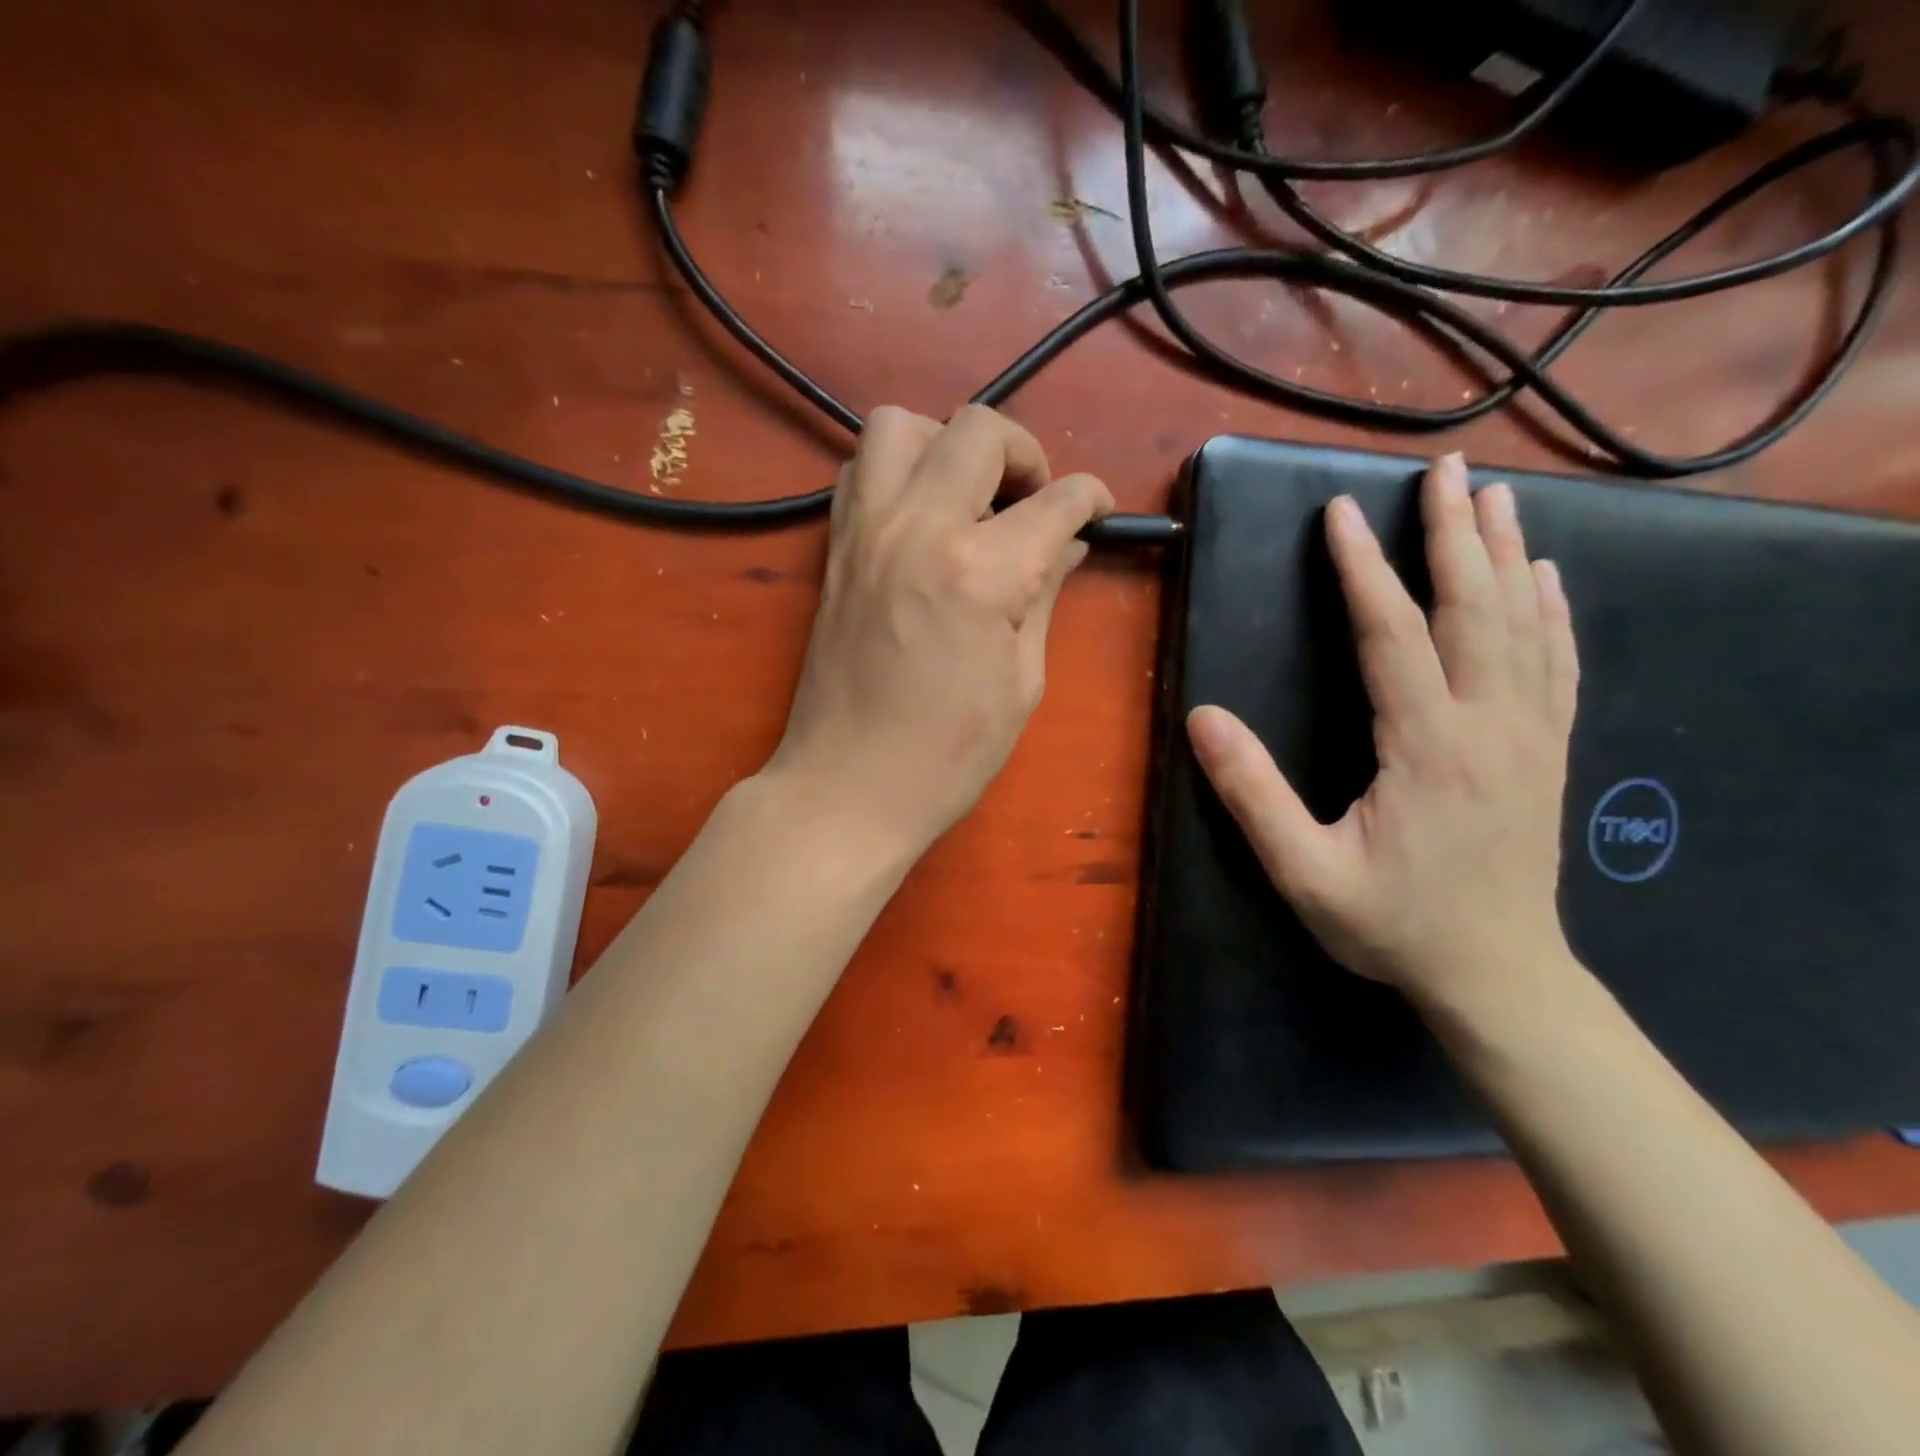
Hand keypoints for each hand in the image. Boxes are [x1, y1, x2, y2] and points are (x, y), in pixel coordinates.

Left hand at [766, 404, 1112, 854]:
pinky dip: (898, 470)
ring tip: (969, 497)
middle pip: (978, 429)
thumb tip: (1066, 545)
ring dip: (948, 444)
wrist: (846, 787)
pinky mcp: (835, 548)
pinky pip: (861, 469)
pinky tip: (921, 516)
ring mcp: (865, 531)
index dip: (1092, 499)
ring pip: (901, 425)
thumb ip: (1044, 596)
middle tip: (1035, 502)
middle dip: (1026, 453)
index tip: (1099, 513)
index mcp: (981, 570)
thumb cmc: (947, 754)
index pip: (1056, 499)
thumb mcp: (1021, 681)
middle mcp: (918, 527)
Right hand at [1186, 453, 1579, 1015]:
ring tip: (1492, 497)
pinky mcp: (1546, 751)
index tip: (1342, 513)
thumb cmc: (1393, 925)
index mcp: (1426, 748)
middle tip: (1443, 471)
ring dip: (1504, 554)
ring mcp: (1529, 736)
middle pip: (1473, 609)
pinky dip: (1551, 610)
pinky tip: (1545, 577)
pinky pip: (1557, 663)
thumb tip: (1202, 719)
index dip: (1364, 570)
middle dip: (1452, 534)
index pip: (1392, 635)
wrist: (1500, 977)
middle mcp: (1488, 726)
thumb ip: (1253, 796)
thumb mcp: (1305, 873)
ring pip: (1521, 624)